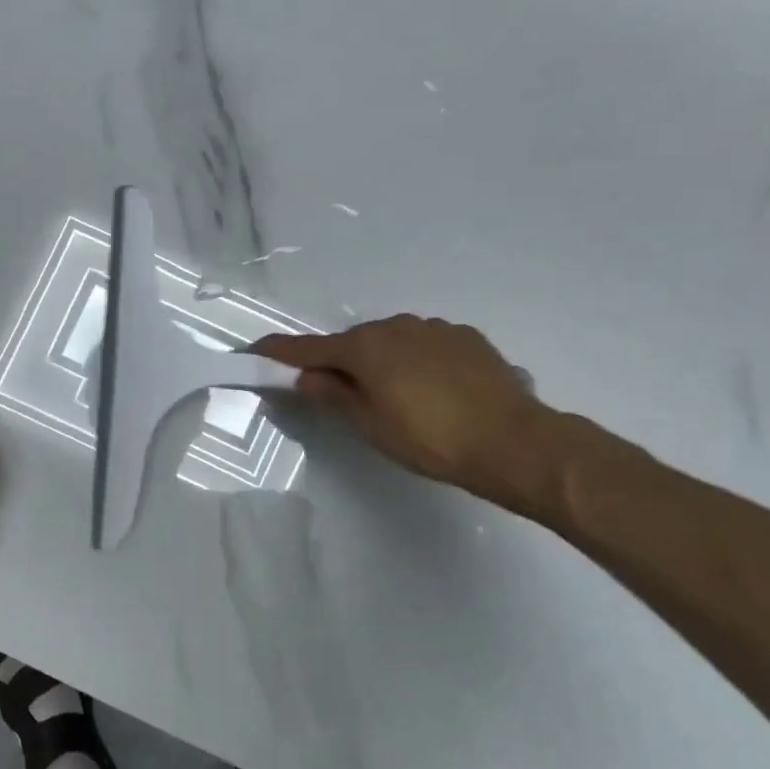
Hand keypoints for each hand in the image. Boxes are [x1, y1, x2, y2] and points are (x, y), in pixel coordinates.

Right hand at [251, 315, 555, 507]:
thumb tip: (306, 376)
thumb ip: (334, 396)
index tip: (255, 350)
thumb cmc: (431, 440)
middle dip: (339, 362)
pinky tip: (431, 389)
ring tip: (393, 396)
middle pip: (352, 342)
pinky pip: (424, 344)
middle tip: (338, 393)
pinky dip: (414, 360)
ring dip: (380, 361)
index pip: (309, 348)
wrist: (514, 442)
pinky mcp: (465, 337)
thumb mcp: (371, 426)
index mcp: (366, 348)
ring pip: (390, 341)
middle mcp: (395, 327)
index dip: (279, 351)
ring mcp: (434, 328)